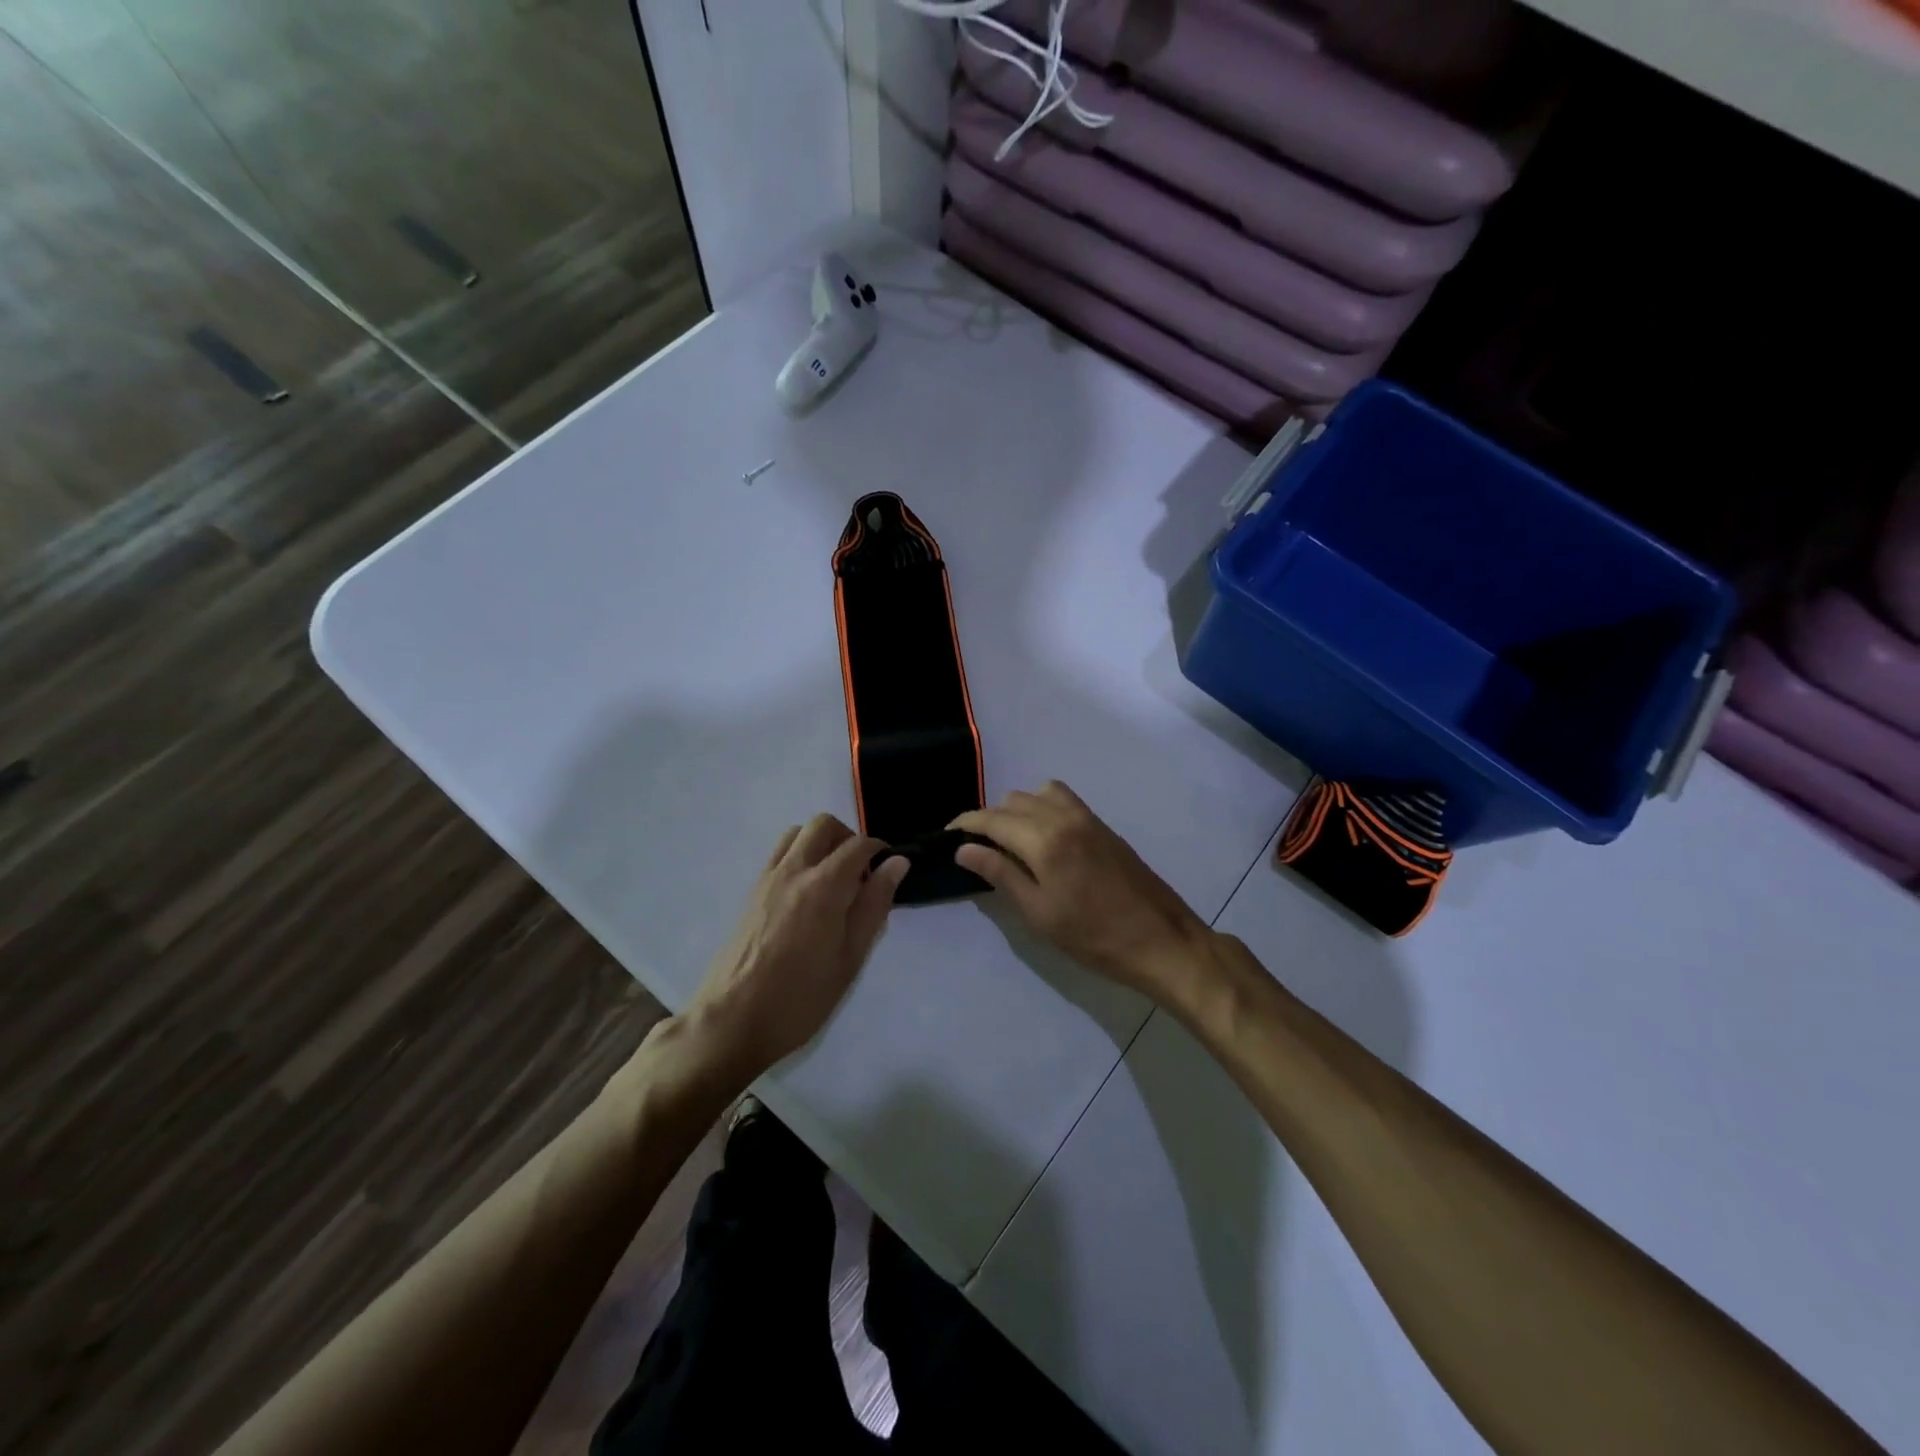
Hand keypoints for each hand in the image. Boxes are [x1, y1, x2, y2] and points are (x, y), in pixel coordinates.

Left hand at [684, 815, 908, 1080]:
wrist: (732, 1020)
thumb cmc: (801, 997)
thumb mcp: (850, 958)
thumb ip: (874, 905)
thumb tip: (897, 863)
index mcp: (824, 886)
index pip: (859, 845)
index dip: (880, 851)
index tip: (888, 871)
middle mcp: (793, 870)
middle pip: (823, 825)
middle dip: (848, 838)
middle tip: (860, 874)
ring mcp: (767, 878)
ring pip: (797, 833)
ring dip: (820, 843)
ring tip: (833, 881)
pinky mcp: (751, 892)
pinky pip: (779, 854)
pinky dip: (799, 856)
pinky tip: (806, 896)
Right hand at [950, 782, 1211, 1003]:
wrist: (1161, 940)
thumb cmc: (1094, 937)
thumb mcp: (1039, 913)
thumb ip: (1000, 874)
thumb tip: (964, 848)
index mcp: (1045, 839)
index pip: (993, 819)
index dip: (966, 823)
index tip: (947, 834)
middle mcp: (1064, 817)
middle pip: (1013, 801)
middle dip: (989, 818)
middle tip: (976, 848)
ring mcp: (1087, 818)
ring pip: (1038, 794)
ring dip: (1017, 810)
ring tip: (1008, 842)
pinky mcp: (1102, 826)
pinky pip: (1063, 800)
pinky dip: (1041, 807)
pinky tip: (1040, 838)